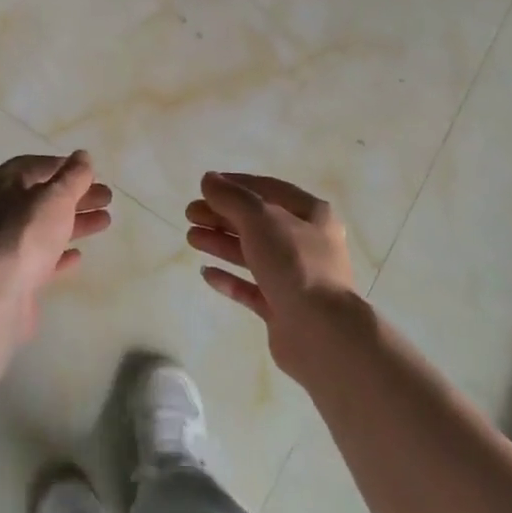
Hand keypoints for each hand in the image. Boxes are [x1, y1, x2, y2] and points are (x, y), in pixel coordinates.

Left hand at [0, 152, 111, 338]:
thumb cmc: (26, 234)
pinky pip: (38, 256)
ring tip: (105, 222)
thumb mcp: (56, 197)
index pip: (36, 165)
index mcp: (1, 183)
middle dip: (76, 196)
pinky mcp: (10, 272)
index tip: (92, 174)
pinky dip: (58, 252)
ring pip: (44, 226)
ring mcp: (1, 243)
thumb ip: (74, 175)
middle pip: (42, 196)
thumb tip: (83, 156)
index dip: (66, 167)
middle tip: (107, 198)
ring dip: (74, 222)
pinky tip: (78, 255)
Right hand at [187, 172, 355, 377]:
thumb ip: (231, 197)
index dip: (235, 185)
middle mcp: (307, 243)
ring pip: (252, 253)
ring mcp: (295, 277)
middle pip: (257, 222)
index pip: (268, 189)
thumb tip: (208, 179)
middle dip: (222, 215)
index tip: (205, 186)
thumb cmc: (294, 264)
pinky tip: (206, 273)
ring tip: (190, 238)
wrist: (321, 333)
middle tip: (190, 214)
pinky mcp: (283, 308)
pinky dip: (229, 279)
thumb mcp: (260, 219)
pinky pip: (251, 287)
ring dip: (221, 243)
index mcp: (311, 215)